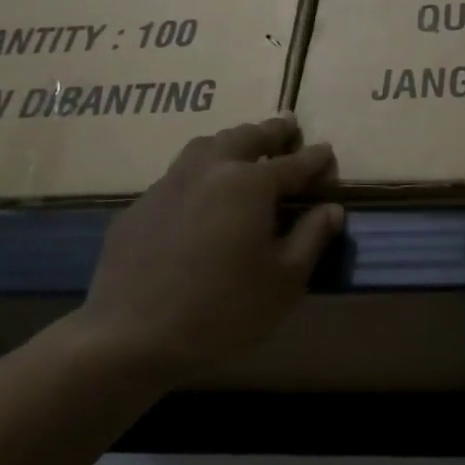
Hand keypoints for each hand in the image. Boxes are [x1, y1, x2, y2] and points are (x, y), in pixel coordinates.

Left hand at [60, 118, 342, 386]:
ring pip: (204, 147)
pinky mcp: (138, 208)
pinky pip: (177, 176)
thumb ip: (311, 237)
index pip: (293, 164)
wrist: (133, 337)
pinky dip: (200, 173)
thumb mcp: (285, 280)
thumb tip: (331, 208)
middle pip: (244, 138)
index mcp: (249, 184)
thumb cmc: (225, 310)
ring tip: (244, 146)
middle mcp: (208, 171)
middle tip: (288, 126)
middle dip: (271, 131)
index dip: (315, 159)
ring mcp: (167, 186)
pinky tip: (201, 195)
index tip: (328, 152)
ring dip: (231, 141)